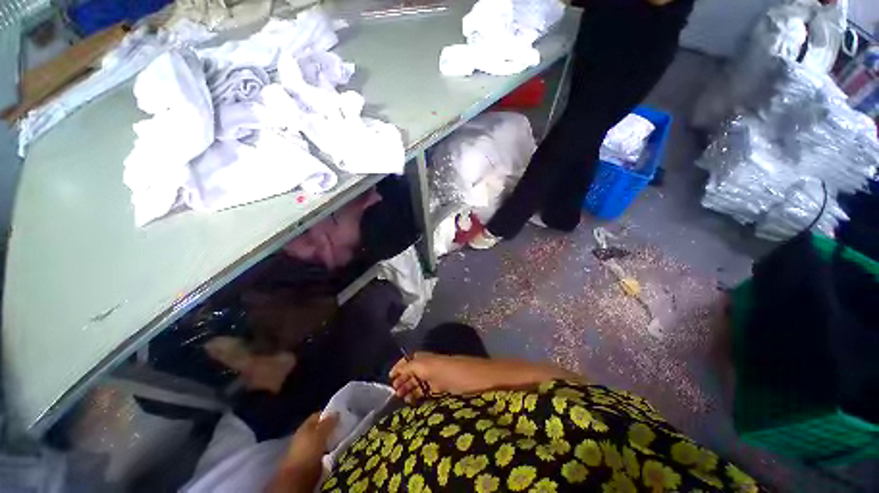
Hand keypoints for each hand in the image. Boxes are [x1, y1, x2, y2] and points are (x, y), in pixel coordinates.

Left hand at [268, 412, 337, 492]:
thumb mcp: (320, 433)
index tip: (341, 414)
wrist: (297, 477)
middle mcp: (304, 435)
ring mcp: (305, 448)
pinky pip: (321, 450)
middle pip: (319, 428)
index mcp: (305, 426)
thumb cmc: (308, 451)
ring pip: (320, 440)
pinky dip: (327, 449)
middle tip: (342, 427)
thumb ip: (328, 422)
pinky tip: (334, 450)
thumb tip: (336, 413)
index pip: (318, 415)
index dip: (329, 414)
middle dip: (330, 427)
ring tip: (341, 438)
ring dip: (329, 439)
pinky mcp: (308, 461)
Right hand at [390, 353, 585, 403]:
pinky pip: (439, 390)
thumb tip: (402, 367)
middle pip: (420, 370)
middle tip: (395, 394)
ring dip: (416, 389)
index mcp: (439, 361)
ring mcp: (454, 378)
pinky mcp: (462, 390)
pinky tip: (425, 406)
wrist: (506, 381)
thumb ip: (422, 365)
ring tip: (405, 402)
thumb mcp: (443, 367)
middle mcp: (444, 367)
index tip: (389, 379)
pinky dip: (428, 396)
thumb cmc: (473, 375)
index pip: (415, 360)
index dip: (401, 367)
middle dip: (406, 379)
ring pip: (429, 381)